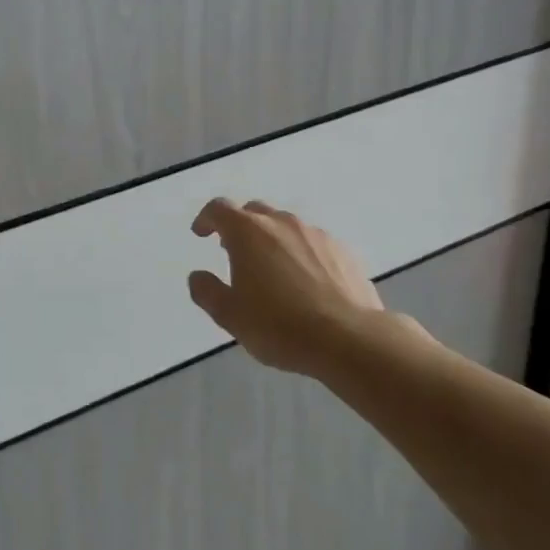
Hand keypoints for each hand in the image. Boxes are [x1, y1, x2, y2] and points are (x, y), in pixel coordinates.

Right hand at [187, 199, 391, 375]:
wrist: (351, 340)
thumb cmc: (279, 325)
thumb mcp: (229, 315)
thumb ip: (207, 291)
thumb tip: (198, 276)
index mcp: (247, 232)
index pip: (219, 209)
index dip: (206, 219)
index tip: (201, 234)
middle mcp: (281, 223)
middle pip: (254, 212)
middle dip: (240, 227)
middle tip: (235, 252)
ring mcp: (316, 235)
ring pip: (286, 226)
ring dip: (273, 240)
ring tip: (273, 270)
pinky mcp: (344, 252)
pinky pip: (314, 244)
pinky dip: (302, 254)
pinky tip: (307, 282)